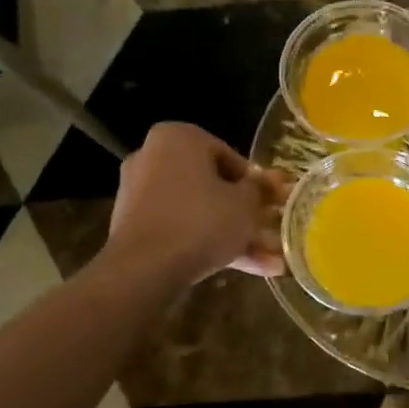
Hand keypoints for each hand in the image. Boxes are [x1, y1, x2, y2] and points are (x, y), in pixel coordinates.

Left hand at [106, 123, 288, 285]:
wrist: (144, 270)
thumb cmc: (201, 221)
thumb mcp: (246, 204)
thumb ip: (260, 189)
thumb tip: (272, 181)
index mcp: (178, 138)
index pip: (229, 156)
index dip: (257, 184)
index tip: (273, 204)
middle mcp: (153, 157)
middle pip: (213, 186)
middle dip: (246, 214)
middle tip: (272, 232)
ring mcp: (140, 194)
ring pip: (200, 212)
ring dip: (234, 234)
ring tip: (270, 262)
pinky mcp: (135, 227)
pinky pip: (181, 229)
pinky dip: (208, 244)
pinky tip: (245, 269)